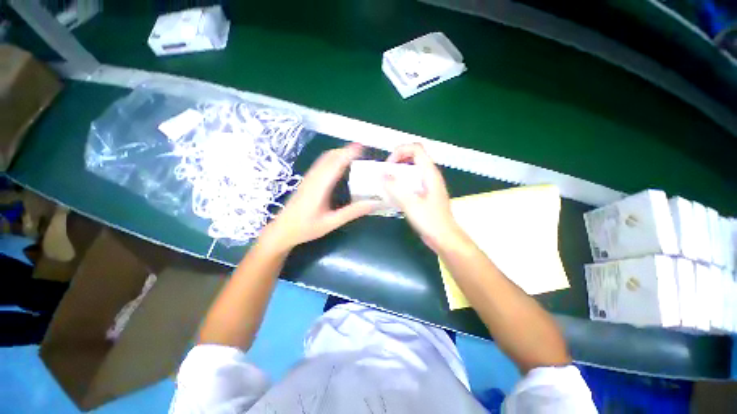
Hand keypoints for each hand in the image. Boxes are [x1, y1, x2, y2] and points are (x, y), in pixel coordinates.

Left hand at [262, 144, 375, 250]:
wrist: (282, 230)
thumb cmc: (306, 228)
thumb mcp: (331, 222)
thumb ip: (352, 212)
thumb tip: (373, 204)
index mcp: (320, 186)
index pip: (336, 164)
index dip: (348, 153)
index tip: (362, 147)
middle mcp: (314, 178)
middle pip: (330, 156)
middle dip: (345, 150)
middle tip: (362, 150)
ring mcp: (309, 177)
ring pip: (324, 158)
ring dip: (339, 152)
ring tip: (354, 154)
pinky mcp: (307, 180)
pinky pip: (321, 163)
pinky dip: (332, 158)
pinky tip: (339, 164)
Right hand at [383, 143, 467, 251]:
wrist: (444, 237)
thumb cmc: (430, 221)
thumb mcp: (411, 204)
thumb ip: (395, 188)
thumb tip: (381, 175)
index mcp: (430, 173)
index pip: (416, 148)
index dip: (400, 151)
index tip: (389, 165)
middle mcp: (430, 175)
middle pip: (414, 156)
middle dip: (398, 159)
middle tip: (386, 171)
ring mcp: (428, 184)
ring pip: (413, 169)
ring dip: (399, 171)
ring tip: (387, 181)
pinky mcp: (425, 193)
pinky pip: (412, 180)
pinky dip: (402, 181)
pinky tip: (394, 192)